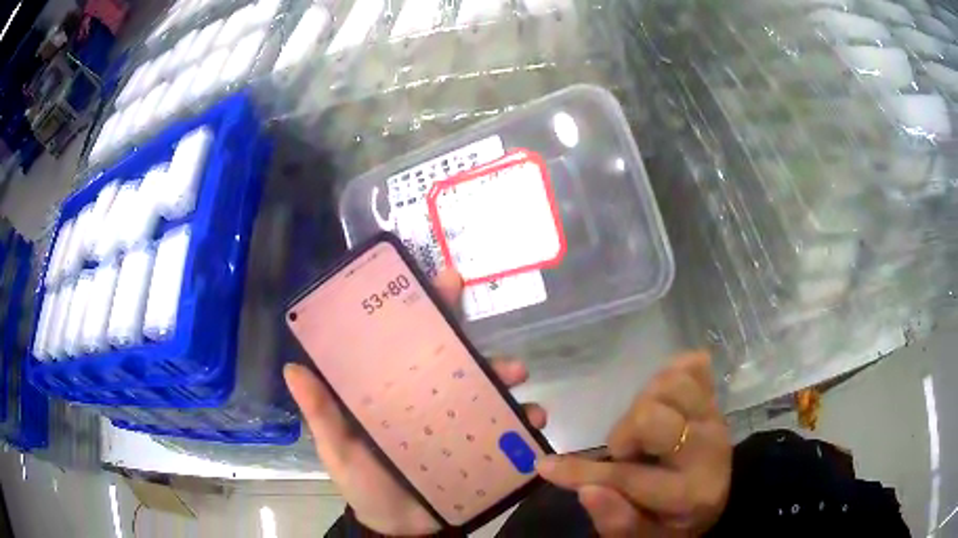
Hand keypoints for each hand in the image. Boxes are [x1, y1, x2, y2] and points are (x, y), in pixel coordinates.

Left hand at [284, 272, 548, 535]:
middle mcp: (428, 400)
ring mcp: (456, 423)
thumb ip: (321, 415)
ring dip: (507, 379)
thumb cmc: (365, 486)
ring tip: (519, 382)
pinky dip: (522, 420)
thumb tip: (293, 369)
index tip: (447, 280)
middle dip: (481, 349)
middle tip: (501, 352)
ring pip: (487, 390)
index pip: (410, 342)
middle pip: (457, 362)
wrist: (399, 530)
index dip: (428, 308)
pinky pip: (505, 428)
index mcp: (394, 392)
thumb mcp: (338, 449)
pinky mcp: (478, 448)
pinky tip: (532, 421)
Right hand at [536, 352, 731, 536]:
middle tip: (625, 452)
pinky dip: (672, 374)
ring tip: (642, 425)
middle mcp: (708, 449)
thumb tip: (585, 490)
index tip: (547, 467)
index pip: (628, 477)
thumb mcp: (643, 536)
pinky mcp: (715, 398)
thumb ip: (616, 520)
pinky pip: (693, 366)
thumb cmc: (672, 522)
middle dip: (625, 432)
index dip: (582, 473)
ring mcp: (715, 417)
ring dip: (646, 401)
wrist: (714, 497)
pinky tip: (663, 399)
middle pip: (651, 416)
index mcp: (690, 492)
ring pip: (670, 384)